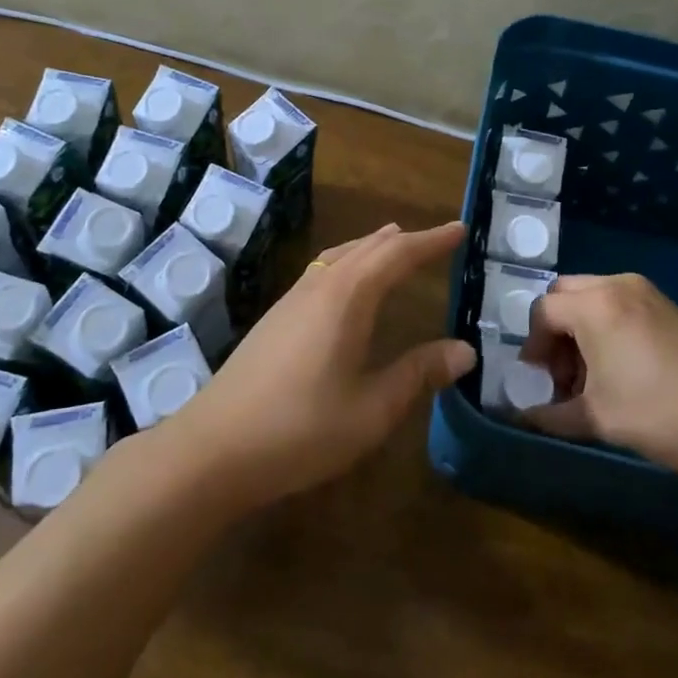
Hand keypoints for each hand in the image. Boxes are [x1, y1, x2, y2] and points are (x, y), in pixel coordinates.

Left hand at [164, 221, 473, 510]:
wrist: (213, 448)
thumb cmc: (300, 429)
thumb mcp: (371, 410)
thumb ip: (418, 374)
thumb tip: (464, 350)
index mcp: (347, 299)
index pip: (397, 255)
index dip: (431, 241)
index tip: (460, 229)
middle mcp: (320, 288)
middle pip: (367, 248)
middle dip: (404, 240)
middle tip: (435, 238)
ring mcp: (291, 301)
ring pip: (339, 257)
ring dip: (371, 246)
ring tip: (392, 242)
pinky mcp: (274, 319)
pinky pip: (322, 271)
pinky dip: (347, 262)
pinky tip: (345, 284)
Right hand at [519, 273, 677, 487]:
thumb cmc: (659, 413)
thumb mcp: (597, 419)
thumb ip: (550, 416)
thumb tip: (522, 419)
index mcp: (595, 305)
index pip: (542, 312)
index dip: (532, 346)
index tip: (538, 380)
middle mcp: (617, 285)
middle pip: (565, 295)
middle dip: (555, 331)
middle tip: (563, 373)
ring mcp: (647, 293)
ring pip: (593, 298)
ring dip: (580, 330)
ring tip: (592, 378)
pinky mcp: (668, 307)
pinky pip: (619, 305)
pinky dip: (606, 328)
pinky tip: (621, 370)